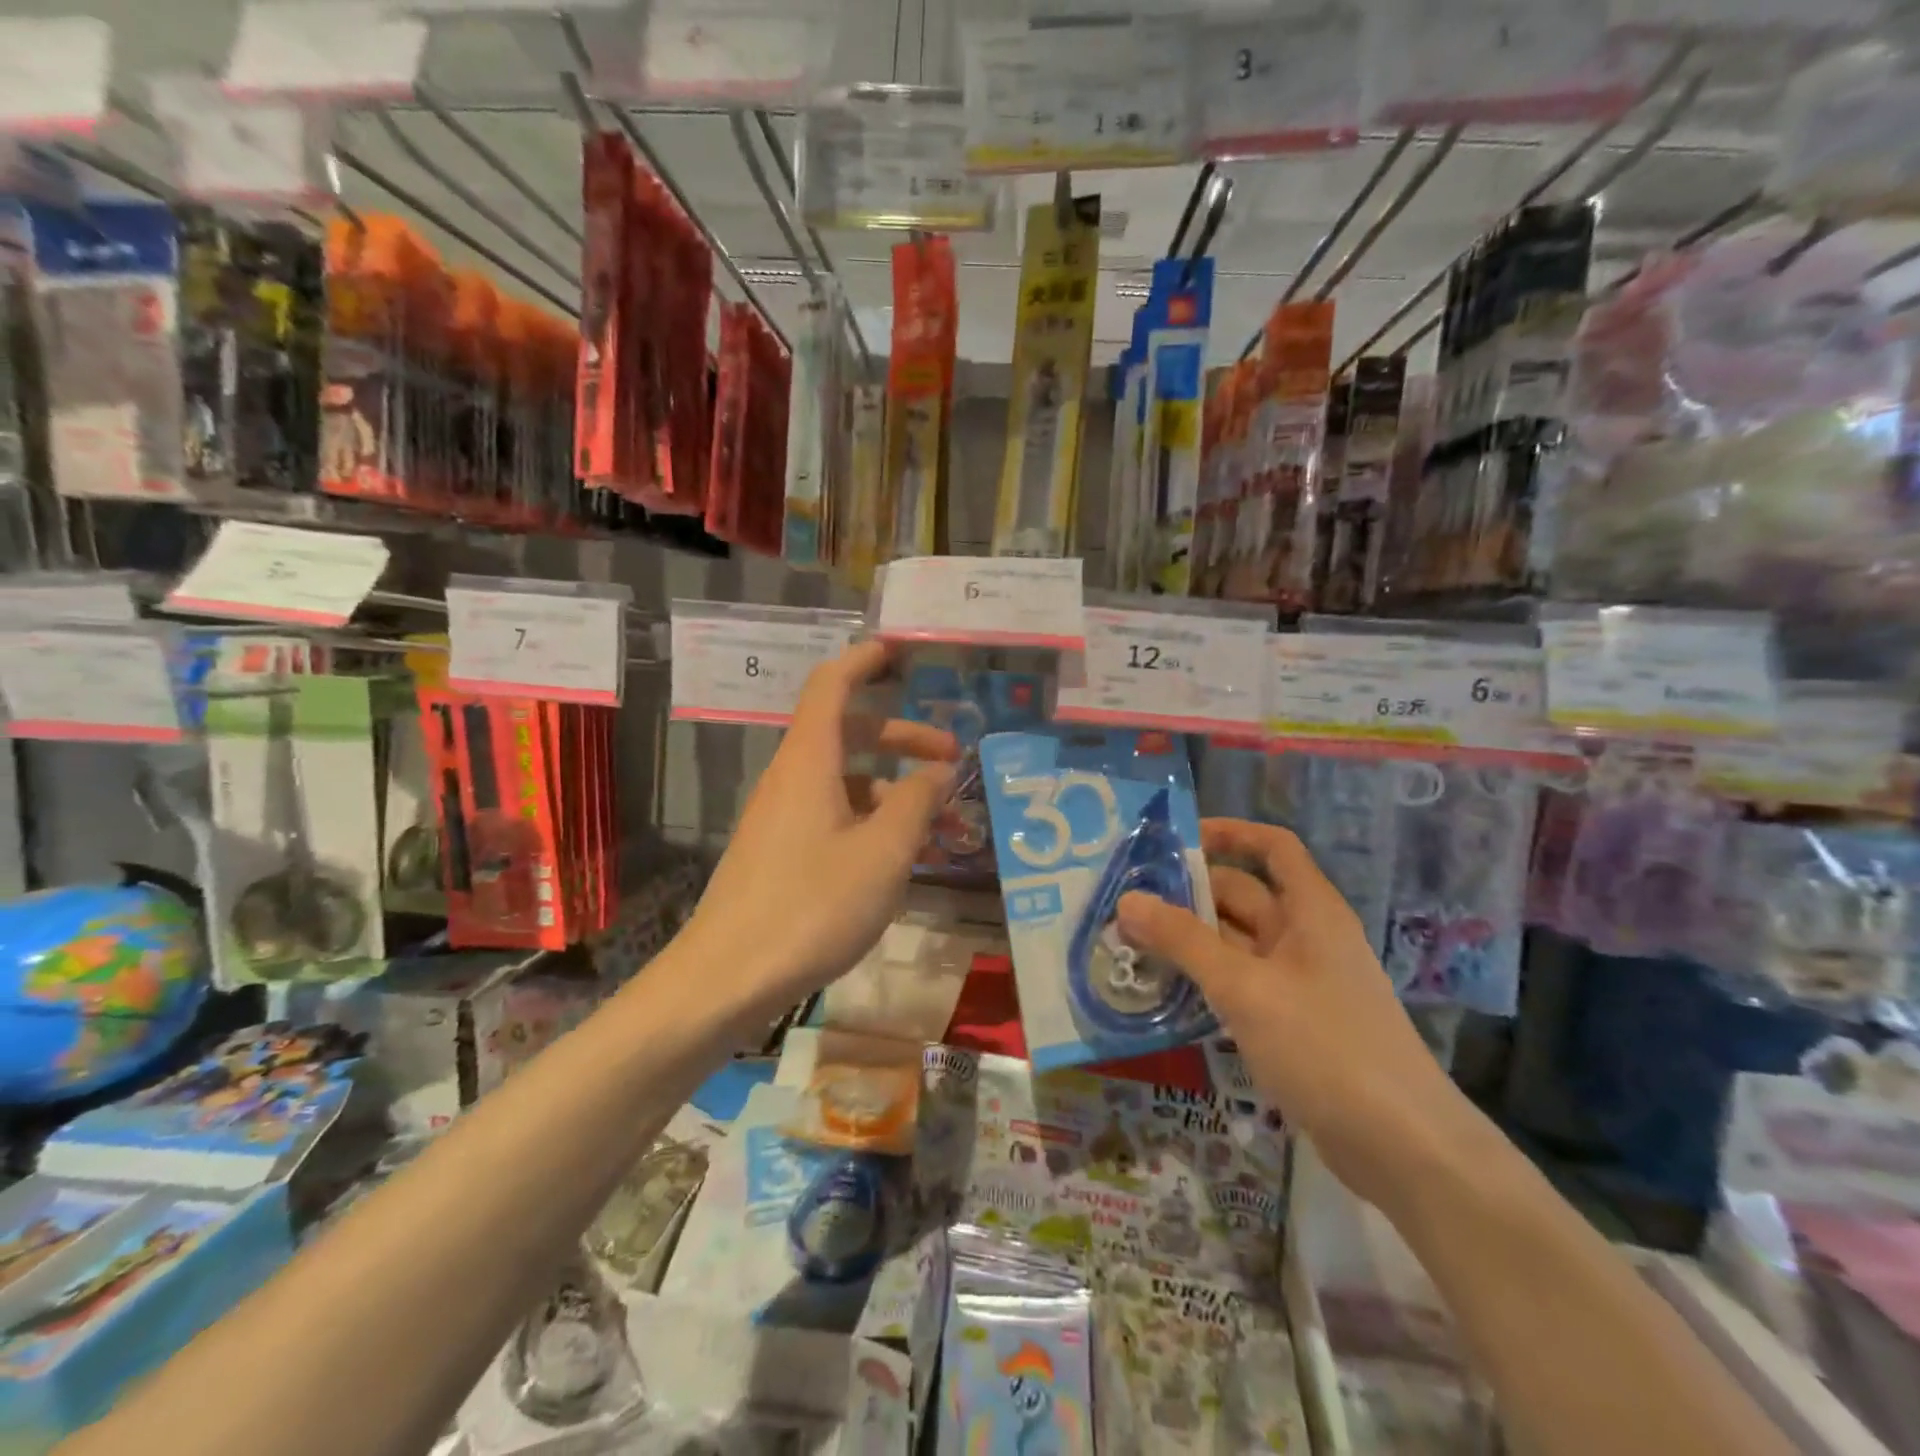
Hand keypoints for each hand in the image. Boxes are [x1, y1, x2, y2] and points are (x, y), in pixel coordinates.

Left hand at [683, 641, 958, 1017]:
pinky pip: (832, 816)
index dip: (864, 660)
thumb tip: (939, 771)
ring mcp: (781, 817)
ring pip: (844, 781)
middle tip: (951, 758)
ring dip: (892, 790)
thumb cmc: (811, 906)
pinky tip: (899, 859)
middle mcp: (791, 778)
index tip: (898, 651)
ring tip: (938, 825)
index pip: (832, 685)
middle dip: (902, 737)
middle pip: (848, 734)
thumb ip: (916, 803)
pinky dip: (870, 821)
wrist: (726, 978)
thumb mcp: (883, 854)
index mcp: (809, 762)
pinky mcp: (779, 852)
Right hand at [1118, 818, 1475, 1215]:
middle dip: (1187, 895)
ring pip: (1235, 943)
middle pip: (1242, 895)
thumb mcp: (1245, 988)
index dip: (1228, 833)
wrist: (1403, 1148)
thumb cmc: (1325, 1047)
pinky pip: (1239, 983)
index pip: (1271, 847)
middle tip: (1124, 902)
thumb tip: (1127, 900)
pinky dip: (1203, 979)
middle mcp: (1305, 936)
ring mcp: (1299, 982)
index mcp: (1310, 910)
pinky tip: (1163, 990)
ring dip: (1188, 940)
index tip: (1173, 841)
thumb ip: (1184, 941)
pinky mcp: (1290, 1022)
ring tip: (1128, 942)